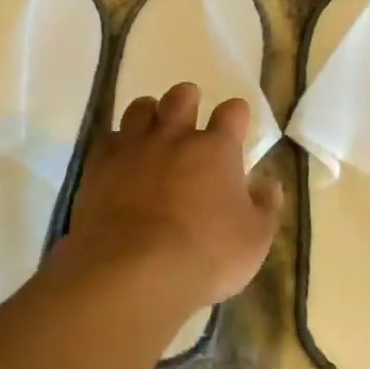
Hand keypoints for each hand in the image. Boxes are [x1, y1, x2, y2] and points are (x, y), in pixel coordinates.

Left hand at [64, 82, 282, 316]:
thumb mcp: (254, 239)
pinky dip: (118, 144)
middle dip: (188, 100)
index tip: (236, 124)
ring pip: (140, 108)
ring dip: (150, 114)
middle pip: (181, 97)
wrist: (132, 271)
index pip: (232, 112)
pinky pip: (108, 138)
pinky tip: (121, 160)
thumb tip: (269, 183)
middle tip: (189, 115)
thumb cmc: (205, 255)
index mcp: (216, 149)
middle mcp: (174, 137)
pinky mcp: (99, 166)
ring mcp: (133, 147)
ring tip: (152, 131)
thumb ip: (265, 206)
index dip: (236, 114)